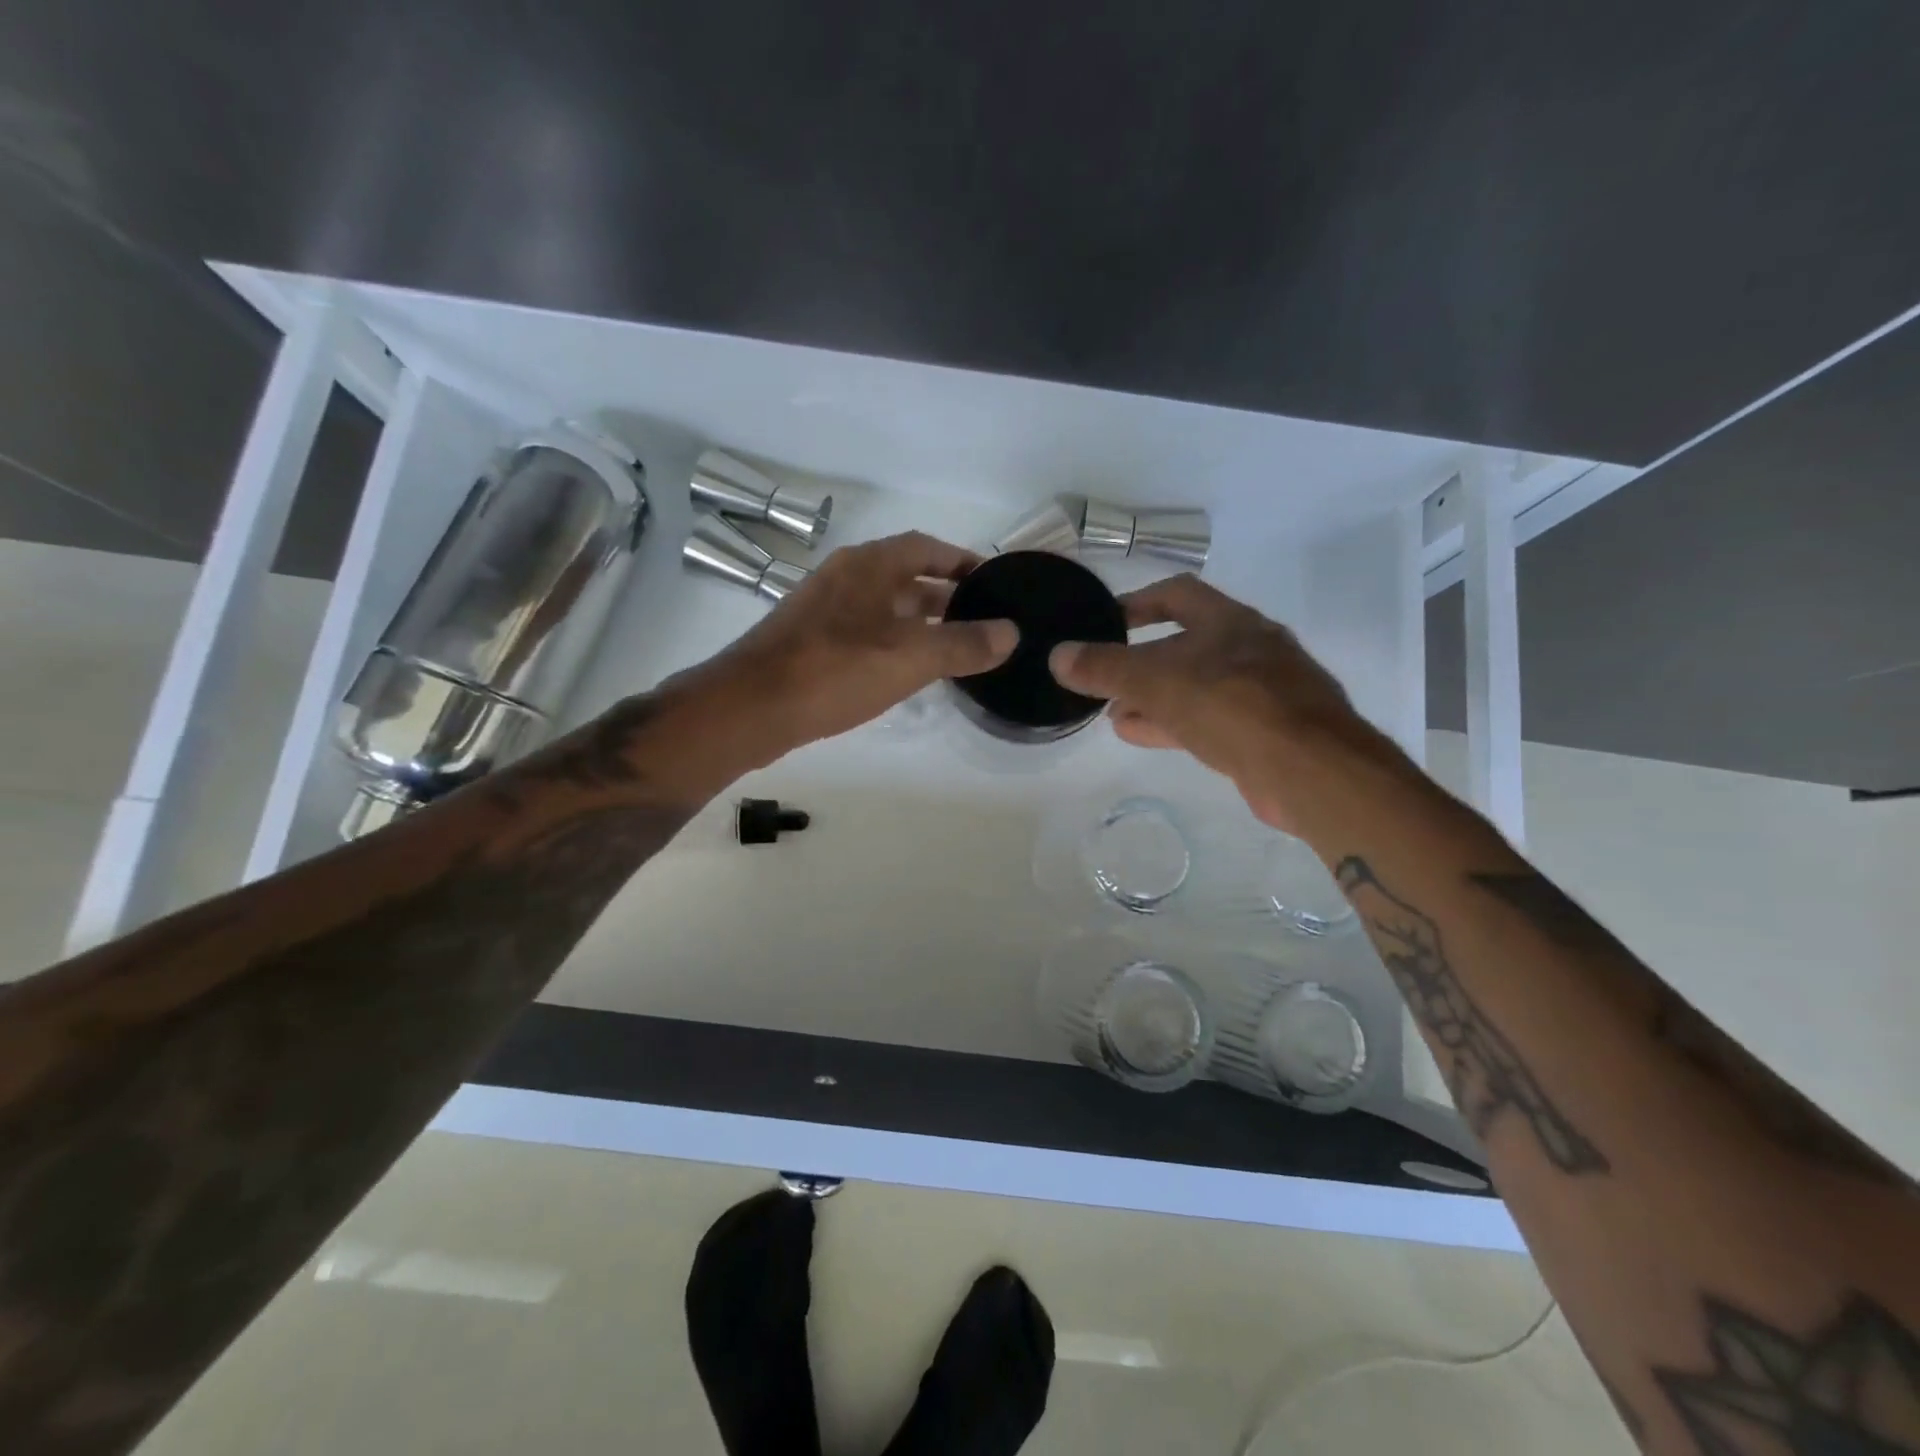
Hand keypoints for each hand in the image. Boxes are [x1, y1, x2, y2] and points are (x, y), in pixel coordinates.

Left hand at [707, 531, 1016, 752]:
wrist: (751, 707)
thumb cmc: (835, 670)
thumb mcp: (911, 656)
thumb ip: (964, 644)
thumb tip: (1011, 633)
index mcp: (870, 565)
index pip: (926, 547)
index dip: (961, 561)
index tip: (992, 581)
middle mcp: (845, 577)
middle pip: (905, 576)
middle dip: (944, 595)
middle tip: (981, 621)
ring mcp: (822, 609)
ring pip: (883, 606)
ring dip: (918, 621)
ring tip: (953, 648)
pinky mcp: (808, 642)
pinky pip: (863, 631)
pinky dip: (892, 642)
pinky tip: (904, 671)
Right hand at [1047, 574, 1369, 826]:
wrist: (1310, 770)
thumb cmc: (1232, 706)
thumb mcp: (1157, 680)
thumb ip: (1105, 667)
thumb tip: (1058, 656)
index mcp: (1229, 622)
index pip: (1176, 595)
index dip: (1136, 603)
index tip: (1103, 622)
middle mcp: (1250, 649)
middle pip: (1184, 645)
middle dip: (1140, 661)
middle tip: (1102, 677)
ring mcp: (1262, 693)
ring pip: (1195, 686)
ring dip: (1153, 696)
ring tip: (1113, 712)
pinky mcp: (1265, 733)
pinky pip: (1208, 719)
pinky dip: (1171, 723)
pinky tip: (1140, 734)